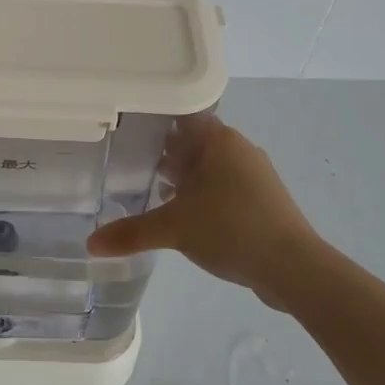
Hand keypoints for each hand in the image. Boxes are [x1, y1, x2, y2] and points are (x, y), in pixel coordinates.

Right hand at [88, 115, 330, 309]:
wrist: (294, 268)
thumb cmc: (230, 229)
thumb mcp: (173, 229)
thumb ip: (130, 232)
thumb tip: (90, 244)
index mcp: (218, 139)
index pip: (179, 116)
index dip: (151, 121)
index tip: (125, 130)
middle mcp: (238, 147)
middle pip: (192, 140)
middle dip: (164, 151)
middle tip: (129, 161)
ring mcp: (255, 173)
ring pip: (209, 164)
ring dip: (184, 175)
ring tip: (152, 189)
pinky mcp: (263, 198)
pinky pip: (224, 185)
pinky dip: (203, 193)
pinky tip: (185, 214)